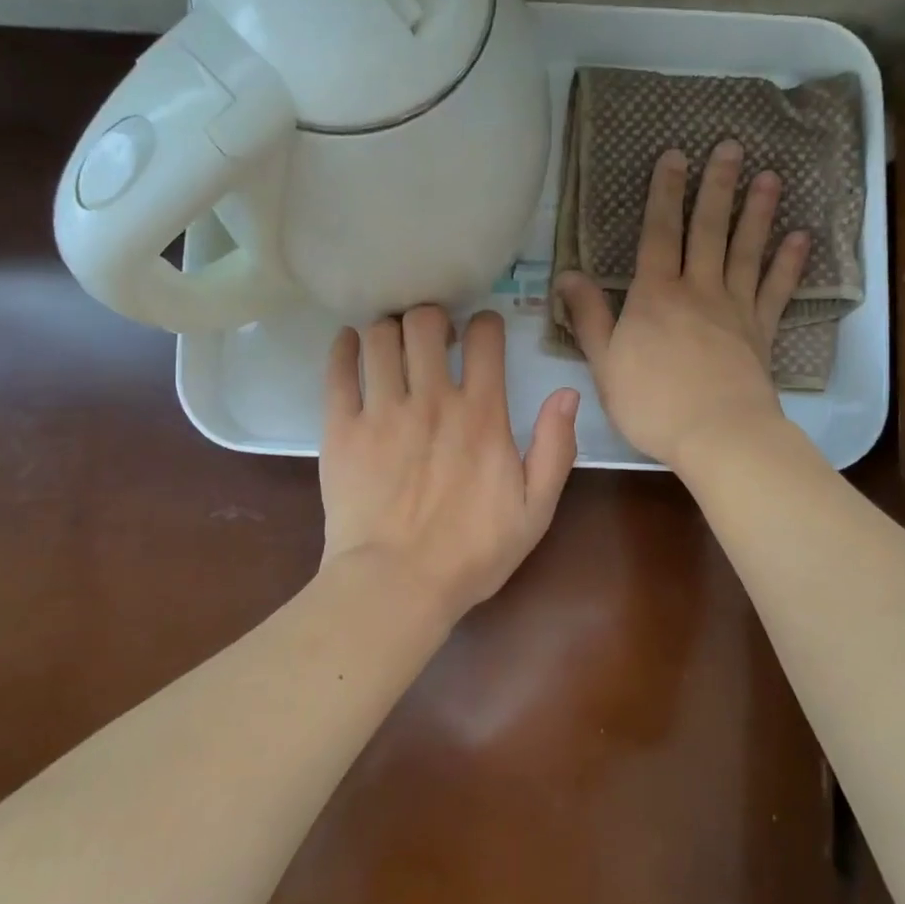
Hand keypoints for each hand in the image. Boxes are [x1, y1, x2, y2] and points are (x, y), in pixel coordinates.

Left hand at [319, 305, 579, 621]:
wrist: (396, 585)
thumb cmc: (471, 553)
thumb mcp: (535, 510)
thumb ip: (555, 449)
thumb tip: (566, 394)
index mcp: (481, 414)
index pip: (485, 338)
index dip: (486, 324)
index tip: (482, 333)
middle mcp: (431, 399)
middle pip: (425, 322)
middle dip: (432, 318)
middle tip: (432, 337)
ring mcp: (381, 410)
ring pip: (380, 337)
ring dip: (389, 329)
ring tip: (393, 344)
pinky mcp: (341, 428)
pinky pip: (338, 369)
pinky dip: (343, 347)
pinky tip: (349, 344)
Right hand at [555, 141, 806, 472]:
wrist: (718, 433)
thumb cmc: (652, 402)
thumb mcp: (604, 362)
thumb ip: (588, 316)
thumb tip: (566, 274)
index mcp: (655, 295)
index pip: (659, 233)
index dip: (665, 193)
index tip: (674, 156)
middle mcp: (698, 290)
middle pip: (707, 230)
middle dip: (716, 187)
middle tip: (729, 147)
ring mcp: (735, 308)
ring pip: (746, 250)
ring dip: (757, 212)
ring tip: (768, 176)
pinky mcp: (761, 332)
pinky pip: (776, 289)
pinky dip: (789, 263)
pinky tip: (799, 237)